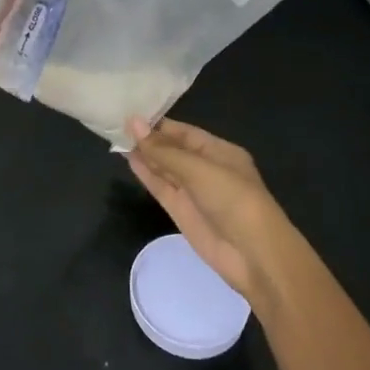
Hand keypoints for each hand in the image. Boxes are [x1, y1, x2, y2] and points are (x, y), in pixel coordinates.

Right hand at [127, 118, 303, 308]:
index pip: (185, 133)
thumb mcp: (198, 169)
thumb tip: (133, 123)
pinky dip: (146, 174)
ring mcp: (193, 192)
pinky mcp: (182, 212)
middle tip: (117, 124)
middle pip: (173, 149)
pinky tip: (129, 159)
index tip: (131, 114)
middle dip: (150, 139)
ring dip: (144, 155)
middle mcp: (206, 169)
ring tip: (117, 138)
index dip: (159, 124)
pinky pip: (161, 188)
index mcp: (220, 152)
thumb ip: (163, 150)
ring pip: (165, 168)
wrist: (253, 256)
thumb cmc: (233, 200)